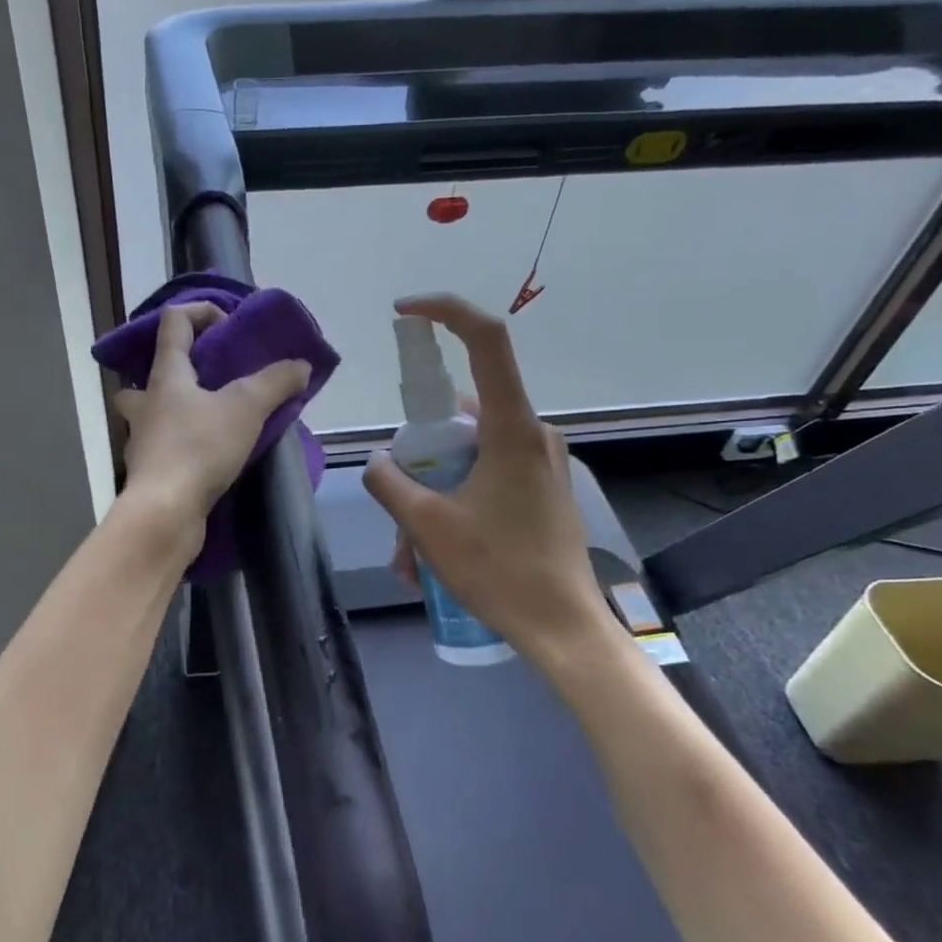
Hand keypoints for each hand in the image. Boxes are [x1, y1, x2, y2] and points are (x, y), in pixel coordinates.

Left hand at [114, 302, 312, 534]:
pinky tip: (212, 454)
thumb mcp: (246, 408)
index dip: (201, 311)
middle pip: (152, 371)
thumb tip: (301, 365)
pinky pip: (166, 445)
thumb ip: (275, 382)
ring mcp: (143, 438)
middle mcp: (146, 402)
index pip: (173, 321)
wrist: (165, 513)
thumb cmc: (199, 448)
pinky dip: (186, 443)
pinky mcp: (150, 472)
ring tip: (216, 419)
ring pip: (155, 412)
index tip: (230, 327)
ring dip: (180, 409)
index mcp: (165, 375)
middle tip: (212, 379)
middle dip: (179, 368)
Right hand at [363, 294, 612, 654]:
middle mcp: (532, 434)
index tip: (405, 312)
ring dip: (432, 495)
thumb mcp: (427, 526)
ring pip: (468, 456)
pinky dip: (454, 504)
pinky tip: (433, 558)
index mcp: (511, 428)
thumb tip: (378, 462)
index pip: (486, 340)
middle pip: (461, 415)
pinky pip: (486, 478)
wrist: (564, 629)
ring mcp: (541, 462)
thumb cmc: (499, 570)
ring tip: (411, 558)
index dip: (445, 312)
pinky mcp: (541, 489)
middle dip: (419, 459)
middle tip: (398, 511)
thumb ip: (390, 482)